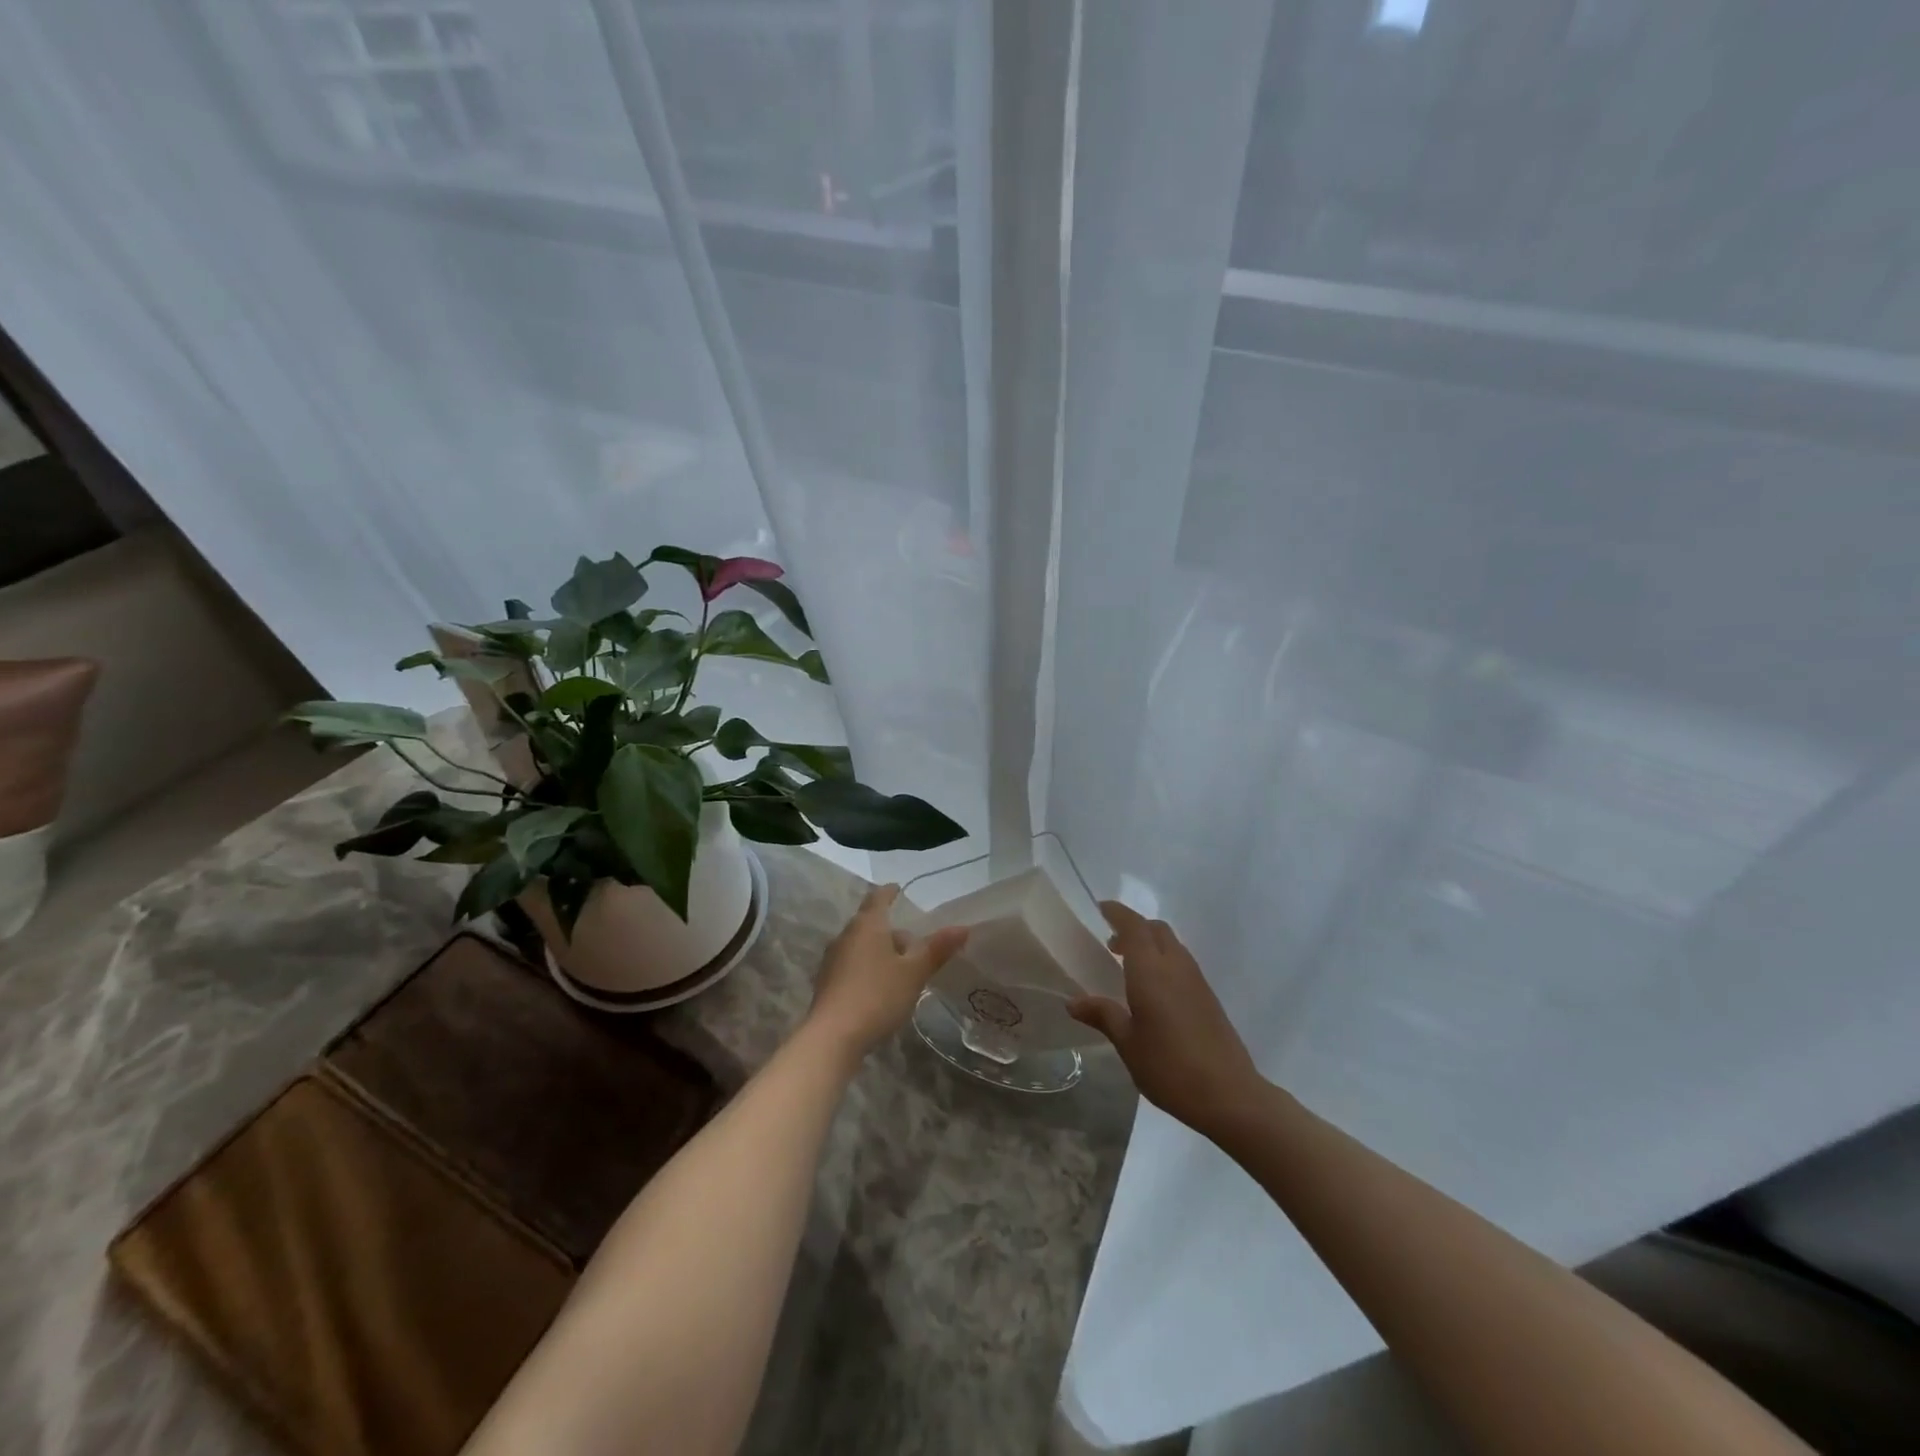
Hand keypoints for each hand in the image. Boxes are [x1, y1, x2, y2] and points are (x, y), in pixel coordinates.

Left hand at [804, 884, 968, 1066]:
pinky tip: (882, 987)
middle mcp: (846, 936)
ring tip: (902, 967)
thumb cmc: (877, 995)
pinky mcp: (827, 983)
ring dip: (880, 950)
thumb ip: (937, 949)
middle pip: (870, 923)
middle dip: (891, 929)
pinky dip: (869, 967)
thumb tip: (963, 927)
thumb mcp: (914, 972)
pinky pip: (852, 965)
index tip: (900, 889)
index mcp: (867, 925)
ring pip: (861, 945)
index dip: (890, 892)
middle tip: (914, 941)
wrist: (832, 1037)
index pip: (878, 897)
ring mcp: (833, 960)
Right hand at [1068, 901, 1263, 1138]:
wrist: (1229, 1095)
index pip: (1134, 926)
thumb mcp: (1128, 1043)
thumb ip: (1103, 1015)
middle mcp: (1175, 966)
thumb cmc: (1170, 1067)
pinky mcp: (1208, 997)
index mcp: (1151, 971)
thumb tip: (1073, 1002)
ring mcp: (1196, 980)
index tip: (1100, 909)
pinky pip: (1182, 963)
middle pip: (1156, 929)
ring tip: (1128, 965)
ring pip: (1172, 944)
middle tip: (1111, 943)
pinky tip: (1153, 990)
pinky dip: (1163, 960)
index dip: (1117, 913)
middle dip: (1134, 927)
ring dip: (1150, 943)